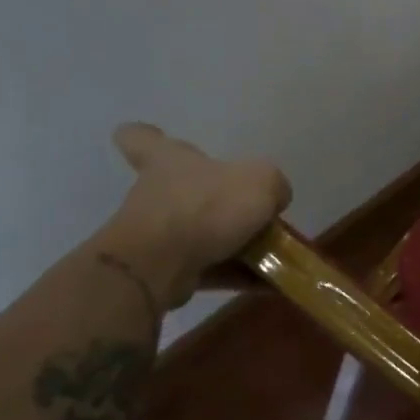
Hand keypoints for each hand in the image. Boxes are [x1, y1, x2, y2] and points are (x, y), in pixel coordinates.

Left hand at [102, 122, 290, 307]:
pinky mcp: (165, 269)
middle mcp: (158, 193)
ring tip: (276, 257)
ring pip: (202, 233)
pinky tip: (271, 283)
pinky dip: (238, 275)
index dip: (147, 136)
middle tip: (253, 212)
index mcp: (170, 161)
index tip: (153, 137)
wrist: (161, 264)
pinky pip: (210, 267)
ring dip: (236, 244)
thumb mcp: (261, 181)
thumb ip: (273, 185)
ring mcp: (158, 234)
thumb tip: (274, 199)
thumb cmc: (207, 206)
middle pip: (184, 190)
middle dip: (215, 202)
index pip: (143, 138)